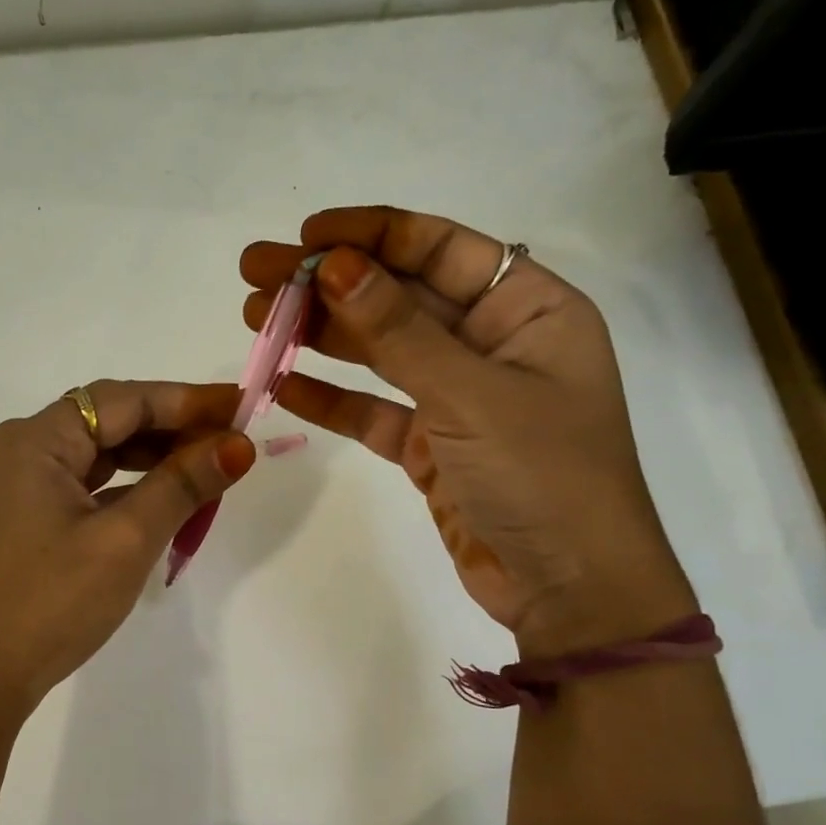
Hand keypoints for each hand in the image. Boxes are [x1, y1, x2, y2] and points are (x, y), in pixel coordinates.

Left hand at [0, 380, 256, 714]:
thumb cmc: (50, 603)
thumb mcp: (125, 541)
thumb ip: (182, 485)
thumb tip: (238, 446)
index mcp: (35, 441)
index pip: (122, 400)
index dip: (186, 400)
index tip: (241, 407)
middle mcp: (20, 451)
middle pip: (108, 422)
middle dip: (172, 430)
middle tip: (232, 442)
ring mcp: (17, 488)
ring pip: (97, 457)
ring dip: (151, 461)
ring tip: (206, 470)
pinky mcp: (22, 521)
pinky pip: (83, 488)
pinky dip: (125, 490)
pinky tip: (160, 503)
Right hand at [243, 207, 694, 656]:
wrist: (569, 589)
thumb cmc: (543, 476)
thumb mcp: (470, 394)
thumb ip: (398, 332)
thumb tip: (331, 265)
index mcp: (528, 308)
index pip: (440, 249)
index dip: (371, 235)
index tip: (304, 237)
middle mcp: (493, 343)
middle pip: (400, 297)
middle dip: (328, 285)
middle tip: (256, 276)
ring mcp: (459, 397)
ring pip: (380, 352)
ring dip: (320, 336)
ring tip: (256, 320)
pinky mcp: (432, 446)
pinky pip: (374, 410)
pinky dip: (331, 399)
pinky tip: (282, 385)